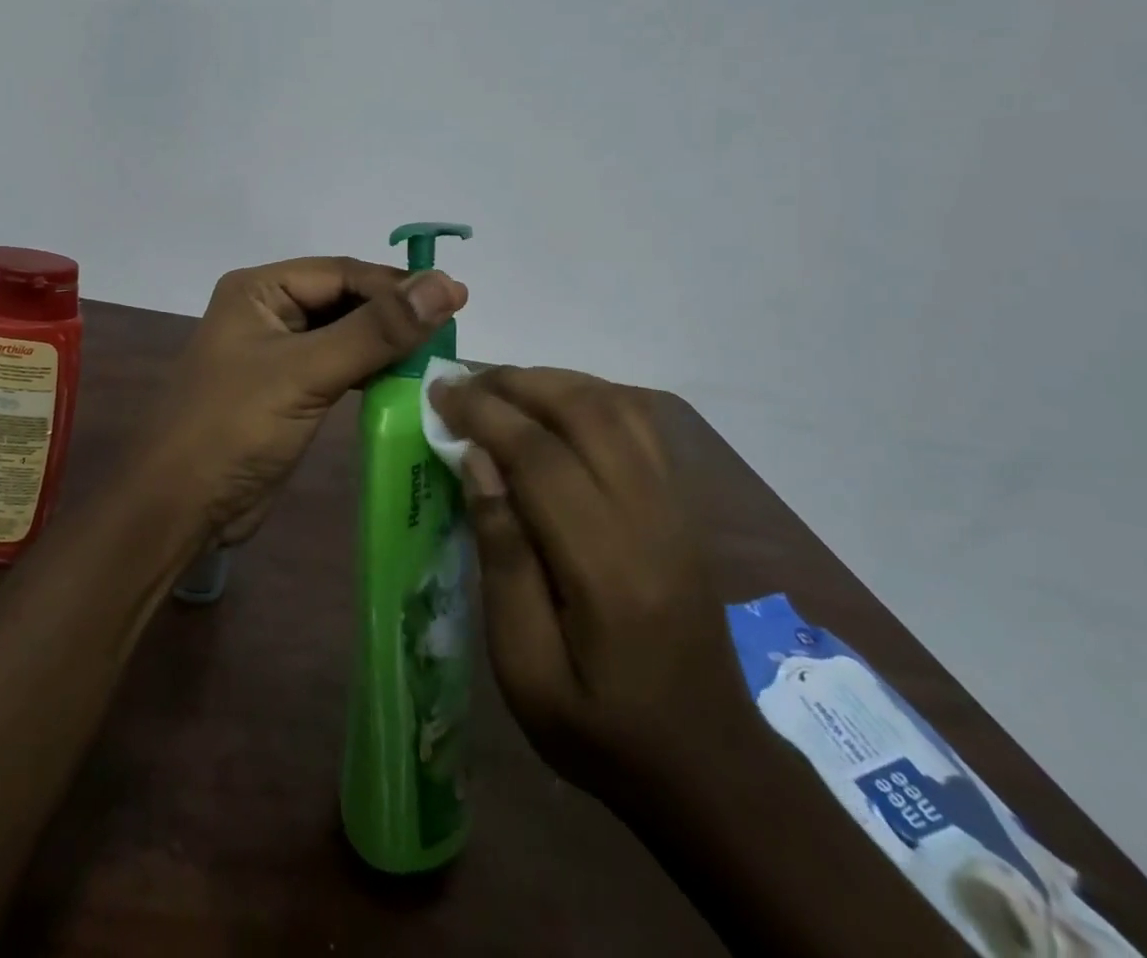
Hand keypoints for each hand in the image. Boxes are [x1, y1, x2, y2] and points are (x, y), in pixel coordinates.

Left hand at [141, 257, 466, 542]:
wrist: (181, 505)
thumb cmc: (235, 427)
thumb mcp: (307, 372)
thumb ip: (376, 330)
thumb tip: (444, 284)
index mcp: (260, 290)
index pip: (342, 272)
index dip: (398, 285)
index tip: (457, 299)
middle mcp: (268, 311)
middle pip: (344, 299)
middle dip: (393, 312)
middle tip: (453, 327)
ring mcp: (276, 351)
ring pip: (344, 333)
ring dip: (385, 342)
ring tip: (439, 352)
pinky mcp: (287, 389)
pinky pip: (337, 366)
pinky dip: (369, 370)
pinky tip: (404, 379)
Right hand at [431, 367, 758, 793]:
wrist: (708, 765)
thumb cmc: (600, 728)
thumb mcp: (524, 669)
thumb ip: (502, 559)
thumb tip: (478, 463)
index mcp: (607, 569)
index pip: (541, 459)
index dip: (485, 415)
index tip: (439, 393)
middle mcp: (651, 521)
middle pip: (586, 413)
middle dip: (516, 384)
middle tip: (463, 384)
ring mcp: (677, 509)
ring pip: (618, 408)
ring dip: (554, 382)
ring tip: (501, 388)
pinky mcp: (684, 508)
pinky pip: (641, 425)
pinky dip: (591, 397)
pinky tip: (555, 407)